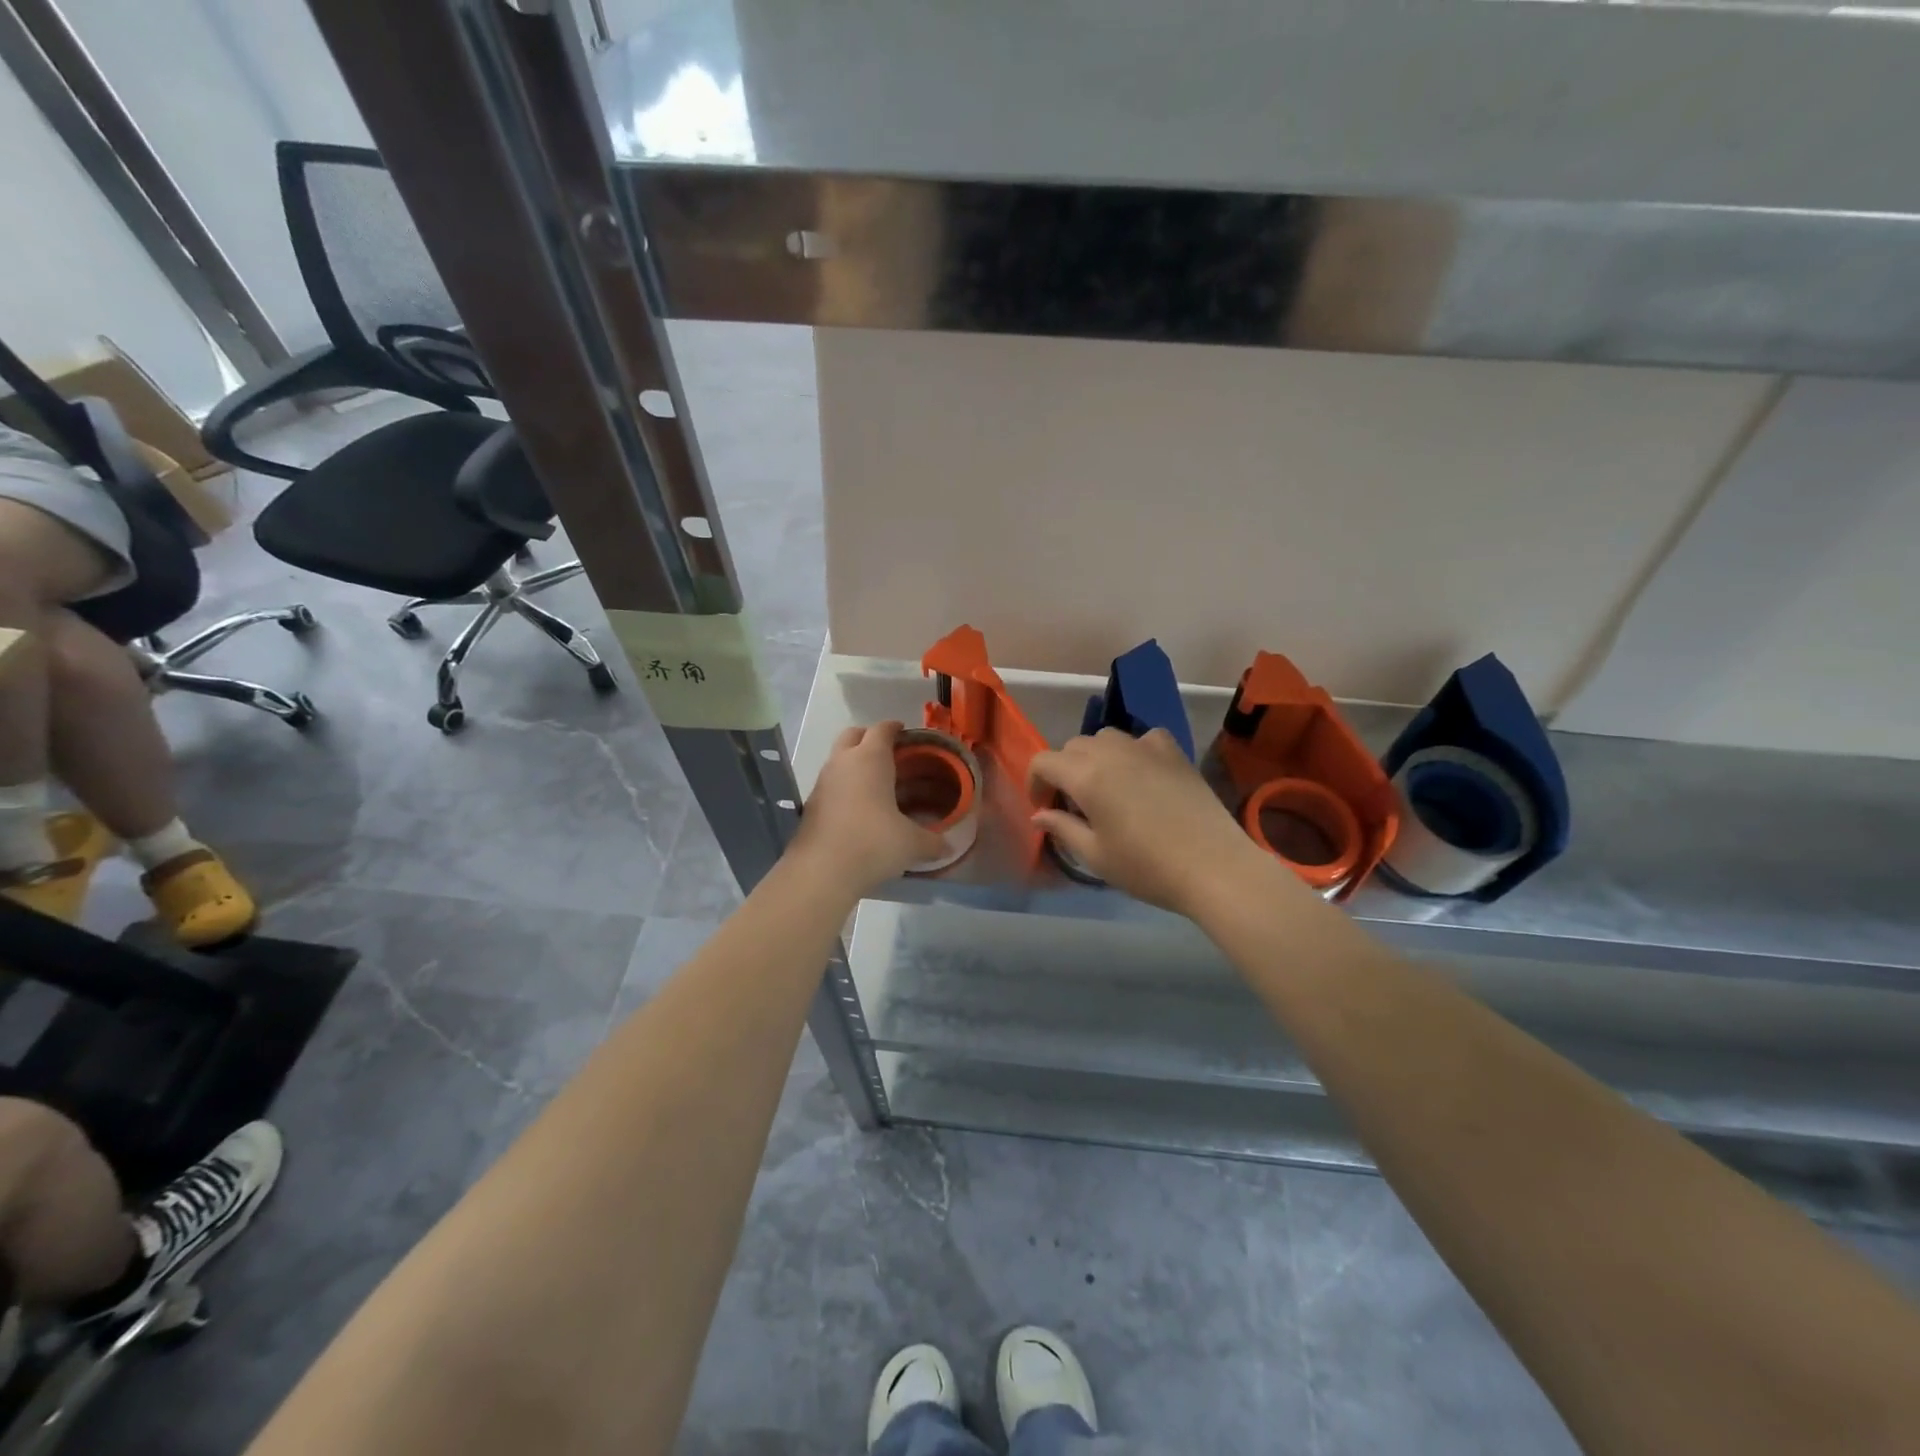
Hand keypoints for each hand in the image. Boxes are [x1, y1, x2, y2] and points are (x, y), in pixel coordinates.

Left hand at [793, 722, 947, 891]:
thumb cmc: (873, 843)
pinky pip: (831, 782)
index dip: (896, 728)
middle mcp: (843, 762)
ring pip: (839, 758)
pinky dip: (845, 786)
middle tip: (890, 754)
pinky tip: (860, 808)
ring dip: (855, 763)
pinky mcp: (811, 803)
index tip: (907, 734)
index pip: (882, 729)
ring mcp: (823, 781)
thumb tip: (950, 847)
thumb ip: (933, 841)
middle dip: (870, 738)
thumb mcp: (911, 844)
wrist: (821, 871)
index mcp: (870, 759)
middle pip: (854, 735)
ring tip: (878, 784)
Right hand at [1030, 728, 1277, 916]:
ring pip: (1105, 738)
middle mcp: (1112, 751)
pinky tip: (1142, 774)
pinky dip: (1132, 751)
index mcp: (1086, 776)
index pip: (1044, 761)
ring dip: (1096, 758)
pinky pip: (1142, 738)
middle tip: (1075, 806)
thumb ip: (1062, 828)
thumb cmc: (1147, 867)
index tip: (1045, 809)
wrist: (1214, 866)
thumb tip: (1040, 815)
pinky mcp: (1174, 751)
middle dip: (1065, 771)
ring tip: (1107, 789)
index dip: (1036, 783)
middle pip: (1073, 747)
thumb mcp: (1095, 856)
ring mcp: (1146, 746)